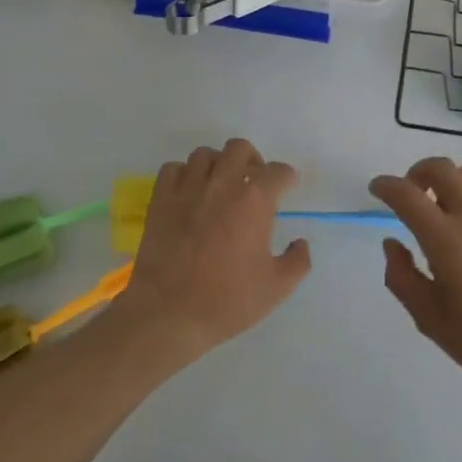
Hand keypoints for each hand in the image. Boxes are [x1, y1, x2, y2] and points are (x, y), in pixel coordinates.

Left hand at [116, 138, 311, 359]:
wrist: (169, 313)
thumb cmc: (228, 300)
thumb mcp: (277, 287)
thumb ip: (298, 260)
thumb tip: (300, 243)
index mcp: (254, 200)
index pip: (278, 172)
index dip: (287, 178)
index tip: (287, 188)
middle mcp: (222, 183)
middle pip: (239, 149)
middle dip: (252, 160)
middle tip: (254, 182)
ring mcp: (188, 188)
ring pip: (205, 154)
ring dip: (218, 165)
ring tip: (220, 186)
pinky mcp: (160, 199)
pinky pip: (173, 169)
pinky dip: (185, 175)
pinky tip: (190, 194)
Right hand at [369, 157, 461, 401]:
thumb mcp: (430, 319)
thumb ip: (402, 277)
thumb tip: (393, 244)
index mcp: (445, 239)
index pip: (406, 194)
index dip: (386, 186)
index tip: (377, 189)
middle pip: (442, 168)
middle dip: (417, 172)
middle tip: (411, 195)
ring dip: (450, 183)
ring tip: (445, 212)